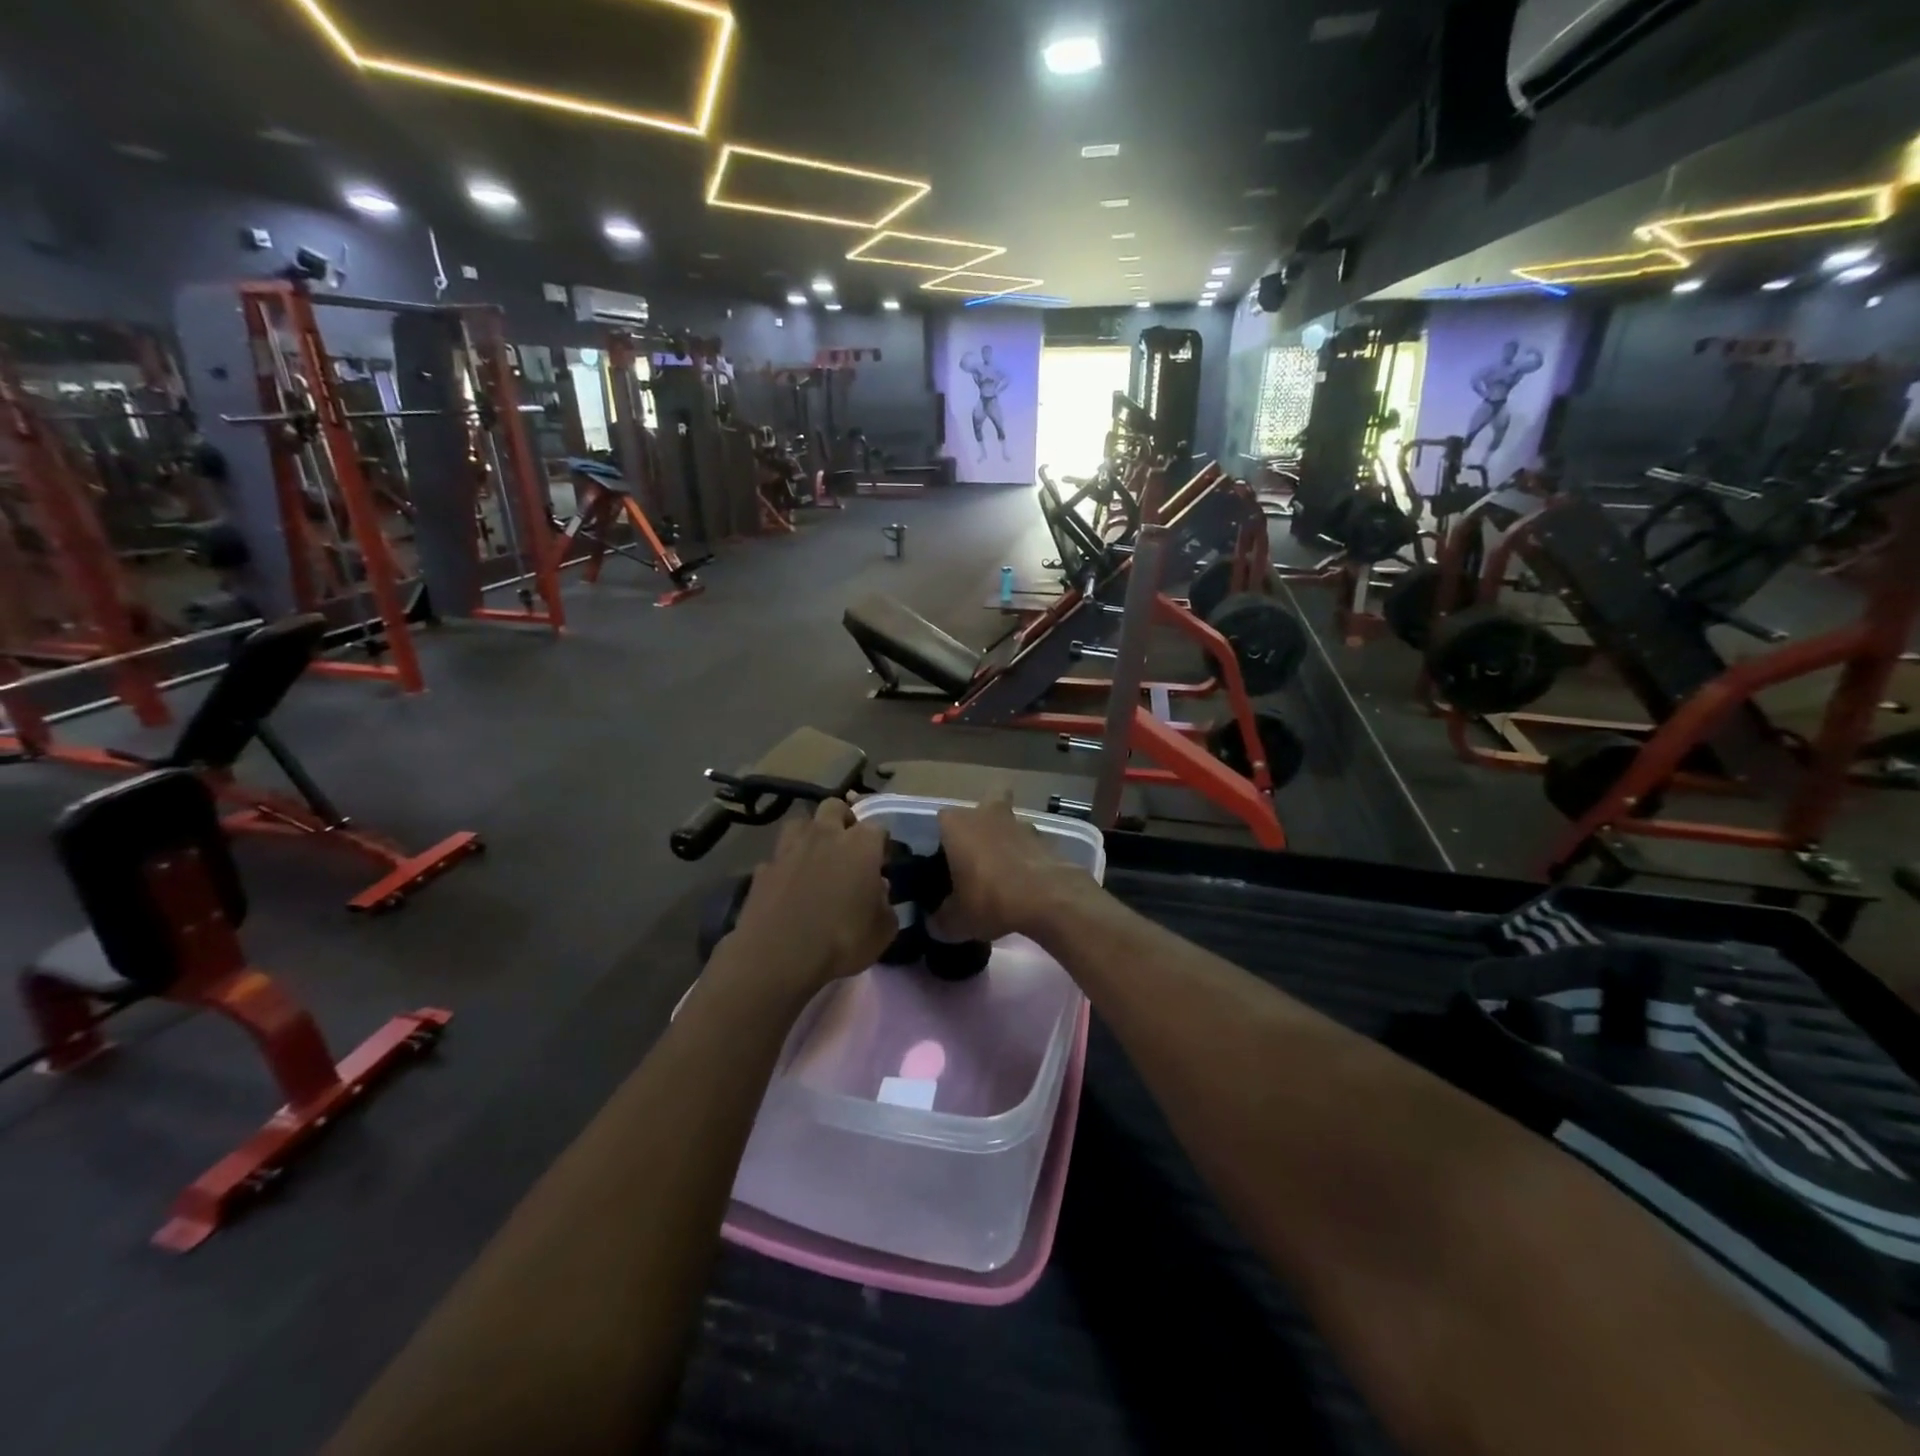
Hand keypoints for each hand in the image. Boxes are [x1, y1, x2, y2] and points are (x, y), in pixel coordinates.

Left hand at [725, 800, 895, 992]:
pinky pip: (779, 856)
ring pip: (801, 823)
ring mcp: (789, 848)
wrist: (777, 957)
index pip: (878, 826)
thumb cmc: (841, 941)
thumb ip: (886, 904)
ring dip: (811, 834)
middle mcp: (825, 835)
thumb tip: (879, 890)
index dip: (880, 843)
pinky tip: (788, 885)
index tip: (881, 862)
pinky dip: (786, 865)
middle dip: (843, 820)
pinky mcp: (763, 868)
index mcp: (860, 844)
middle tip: (848, 847)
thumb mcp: (882, 931)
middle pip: (835, 807)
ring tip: (815, 857)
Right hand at [934, 795, 1097, 942]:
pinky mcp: (1047, 840)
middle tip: (977, 853)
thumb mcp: (956, 922)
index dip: (942, 840)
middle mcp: (987, 815)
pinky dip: (1027, 858)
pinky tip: (1025, 884)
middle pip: (985, 804)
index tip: (943, 864)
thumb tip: (935, 924)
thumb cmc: (989, 899)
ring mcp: (1020, 824)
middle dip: (982, 822)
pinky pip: (1030, 845)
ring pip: (1010, 823)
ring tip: (1003, 873)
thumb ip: (940, 920)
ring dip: (1007, 840)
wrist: (1048, 899)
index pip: (941, 821)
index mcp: (957, 825)